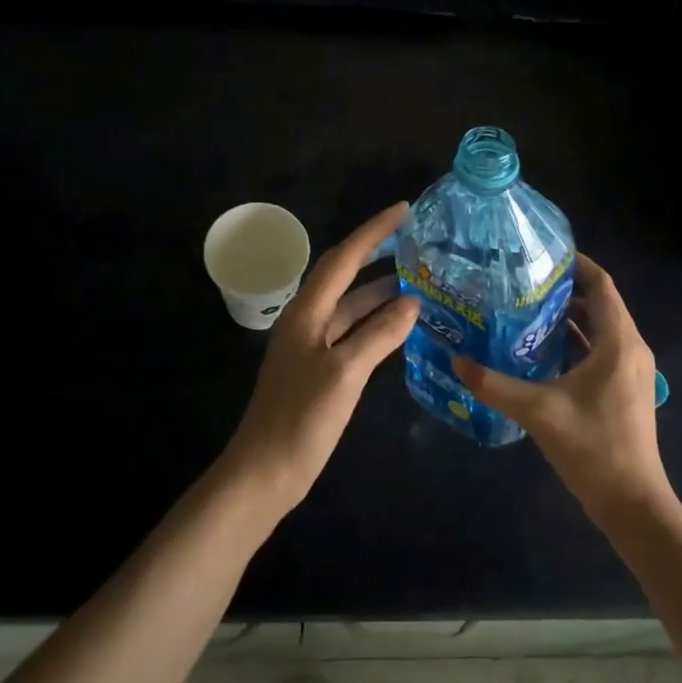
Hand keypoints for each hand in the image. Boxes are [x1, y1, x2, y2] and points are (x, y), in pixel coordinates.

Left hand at [221, 202, 419, 517]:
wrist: (264, 473)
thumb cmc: (301, 419)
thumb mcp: (344, 373)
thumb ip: (379, 335)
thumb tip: (413, 302)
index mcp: (307, 311)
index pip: (344, 258)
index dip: (374, 232)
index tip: (403, 209)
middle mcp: (307, 319)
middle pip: (344, 274)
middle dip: (375, 252)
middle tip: (413, 240)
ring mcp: (311, 345)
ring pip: (349, 304)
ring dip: (379, 290)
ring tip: (417, 279)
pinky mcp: (318, 368)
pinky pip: (351, 330)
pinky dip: (375, 322)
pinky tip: (399, 324)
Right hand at [455, 254, 670, 525]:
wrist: (633, 504)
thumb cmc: (592, 448)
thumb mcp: (537, 411)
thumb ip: (494, 385)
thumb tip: (456, 362)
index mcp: (619, 342)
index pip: (601, 284)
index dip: (576, 264)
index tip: (541, 253)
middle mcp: (630, 347)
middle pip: (601, 301)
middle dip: (566, 287)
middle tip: (524, 278)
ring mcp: (631, 370)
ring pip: (602, 326)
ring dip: (571, 314)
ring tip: (528, 305)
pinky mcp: (625, 388)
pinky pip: (602, 347)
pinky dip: (577, 338)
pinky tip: (543, 346)